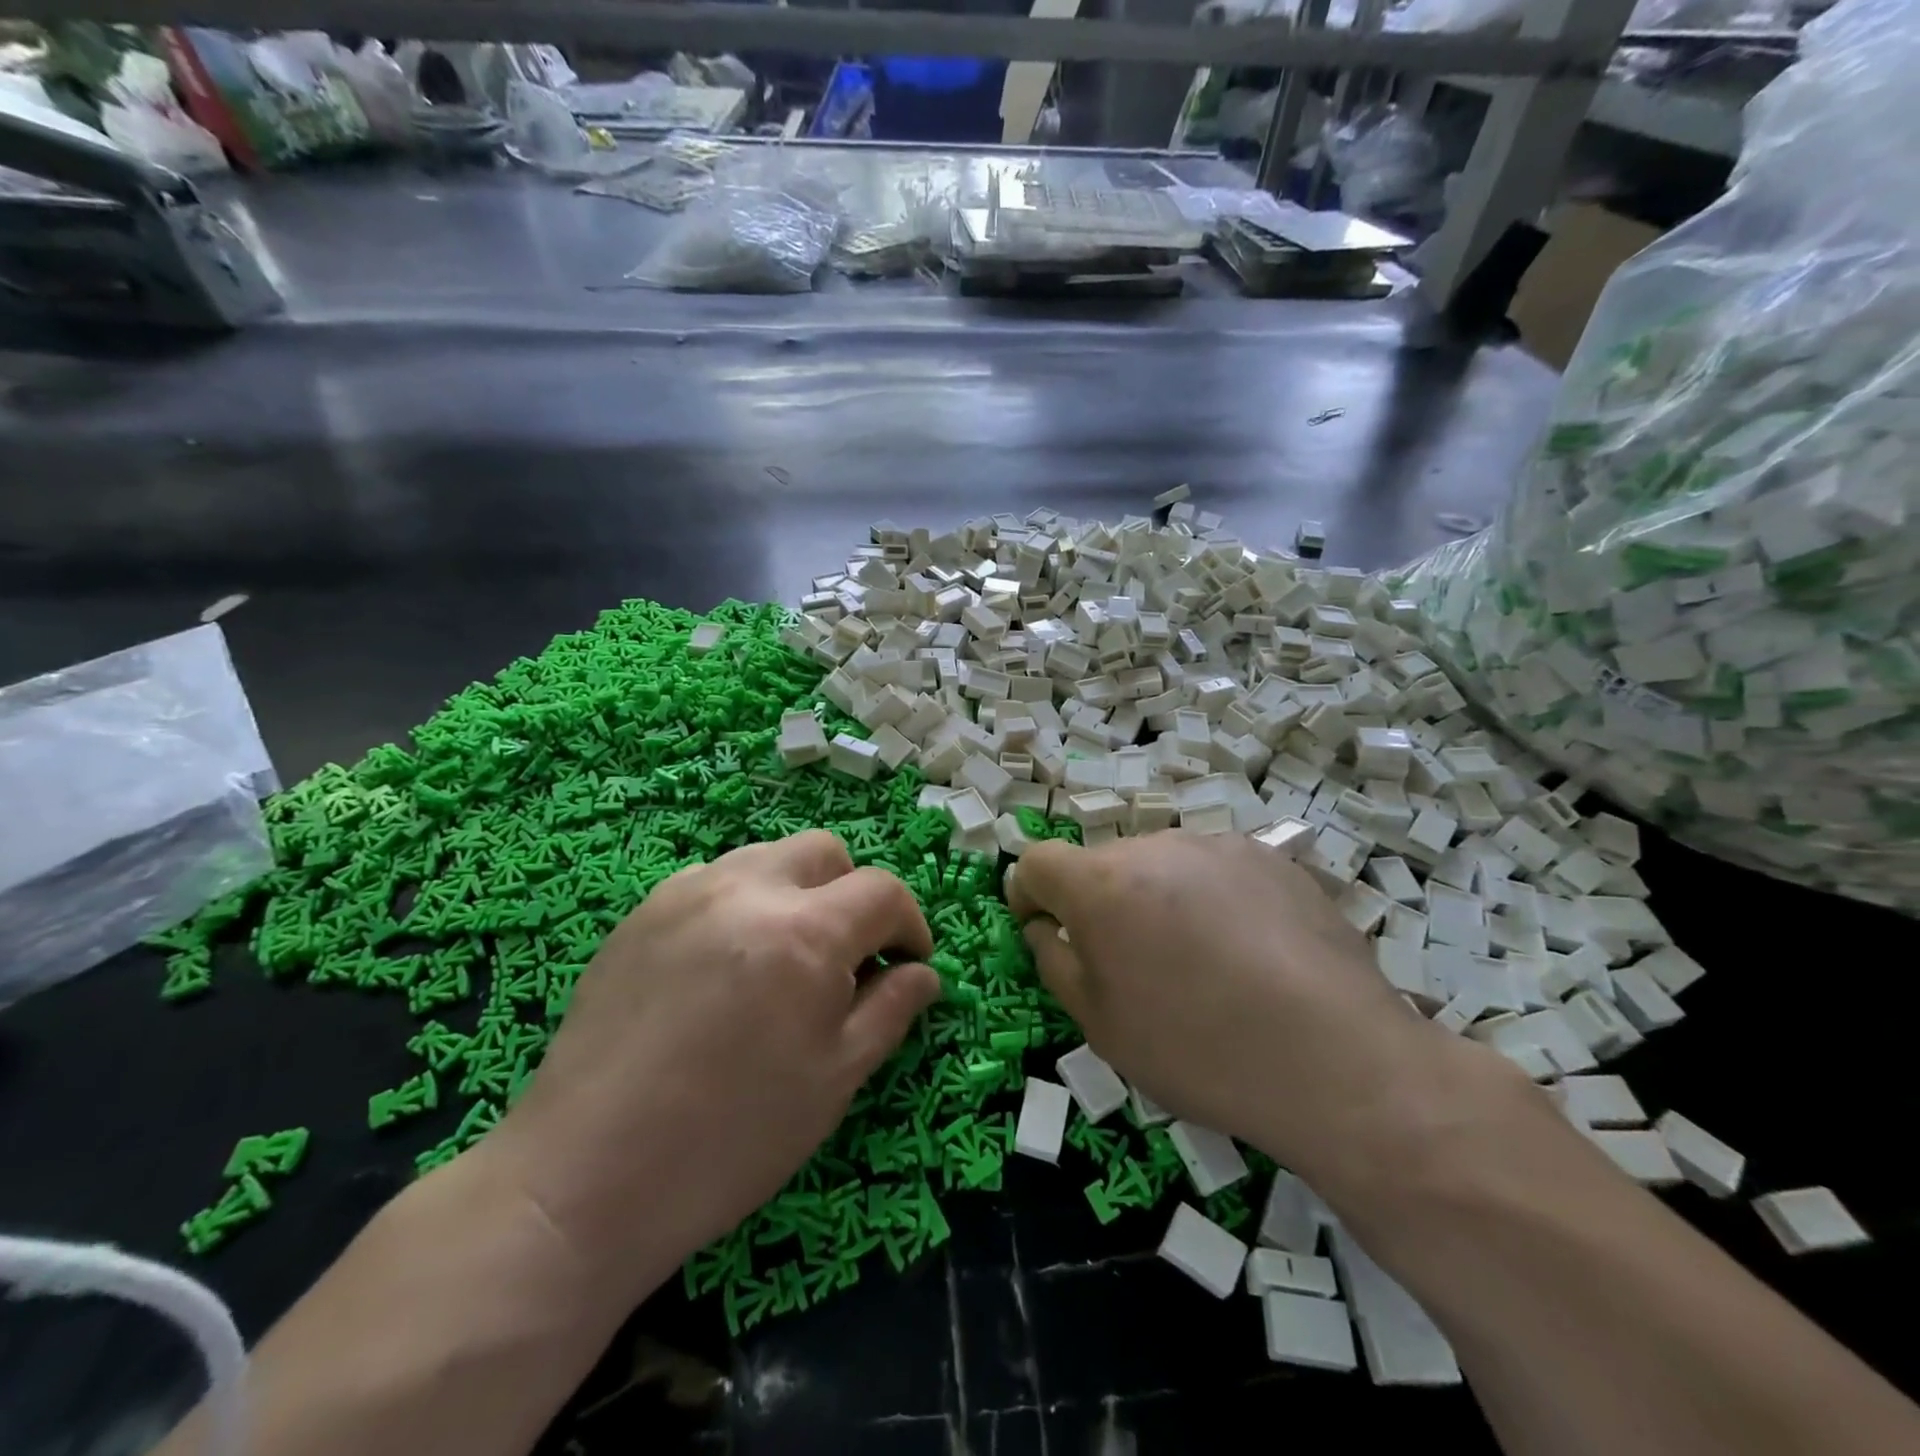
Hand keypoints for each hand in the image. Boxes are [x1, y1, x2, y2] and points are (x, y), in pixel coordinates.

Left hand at [487, 831, 941, 1301]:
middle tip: (847, 957)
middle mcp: (748, 890)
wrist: (586, 1177)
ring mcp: (688, 893)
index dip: (909, 925)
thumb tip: (925, 973)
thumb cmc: (731, 1139)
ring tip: (786, 956)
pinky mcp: (644, 911)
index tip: (908, 965)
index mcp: (805, 932)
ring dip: (797, 891)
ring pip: (768, 857)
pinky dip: (742, 902)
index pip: (882, 891)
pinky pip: (713, 879)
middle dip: (853, 894)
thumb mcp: (835, 1080)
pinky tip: (727, 962)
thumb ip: (890, 1010)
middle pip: (826, 852)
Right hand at [1008, 831, 1477, 1189]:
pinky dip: (1211, 900)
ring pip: (1161, 865)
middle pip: (1104, 864)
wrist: (1337, 1059)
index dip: (1029, 894)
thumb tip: (1045, 927)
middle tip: (1132, 965)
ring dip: (1157, 899)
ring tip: (1200, 963)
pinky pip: (1215, 871)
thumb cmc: (1198, 1049)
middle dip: (1099, 903)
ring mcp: (1218, 846)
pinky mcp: (1271, 858)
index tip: (1042, 928)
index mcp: (1101, 883)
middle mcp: (1155, 846)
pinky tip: (1250, 954)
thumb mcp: (1101, 1025)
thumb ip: (1055, 962)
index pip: (1038, 861)